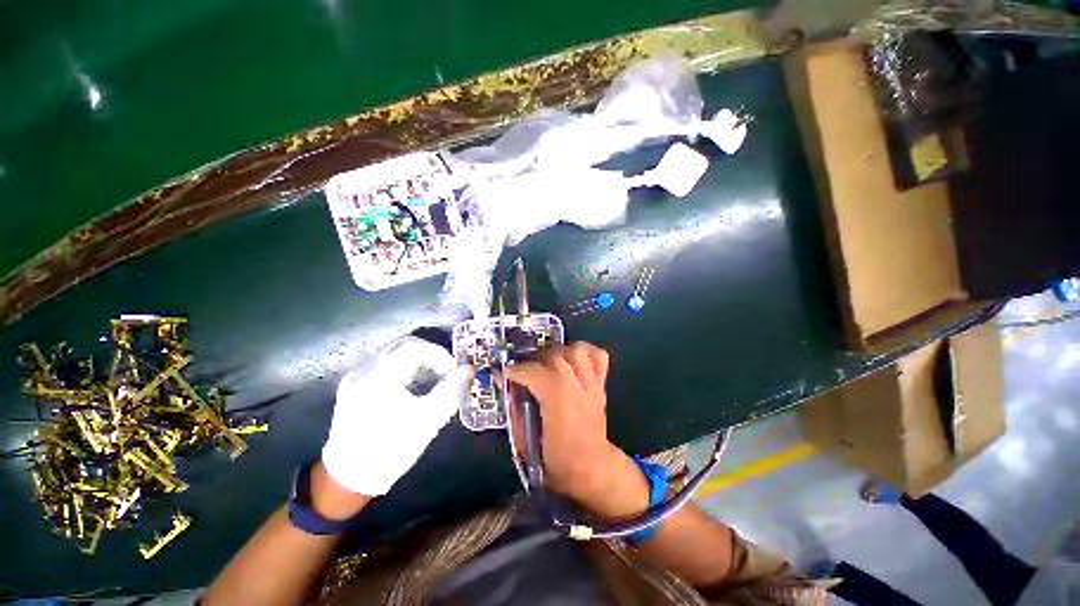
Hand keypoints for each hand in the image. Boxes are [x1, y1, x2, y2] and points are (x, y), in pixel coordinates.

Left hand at [321, 337, 471, 496]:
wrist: (348, 480)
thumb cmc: (391, 451)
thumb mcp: (427, 422)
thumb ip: (451, 391)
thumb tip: (469, 369)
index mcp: (380, 379)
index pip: (415, 348)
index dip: (439, 355)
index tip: (453, 372)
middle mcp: (364, 371)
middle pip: (404, 345)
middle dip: (430, 354)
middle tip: (446, 371)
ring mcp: (356, 377)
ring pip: (393, 353)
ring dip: (418, 360)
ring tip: (433, 379)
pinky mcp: (354, 385)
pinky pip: (384, 364)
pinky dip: (404, 367)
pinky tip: (413, 386)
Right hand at [506, 342, 648, 518]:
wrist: (592, 470)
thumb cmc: (556, 461)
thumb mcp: (526, 440)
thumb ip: (514, 409)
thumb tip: (504, 383)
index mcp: (558, 400)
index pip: (533, 372)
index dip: (514, 370)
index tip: (504, 372)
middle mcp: (576, 386)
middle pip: (554, 356)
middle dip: (534, 359)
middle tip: (524, 370)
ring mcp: (592, 384)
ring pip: (577, 351)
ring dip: (559, 352)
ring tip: (548, 362)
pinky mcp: (601, 386)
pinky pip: (599, 357)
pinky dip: (586, 352)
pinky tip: (573, 359)